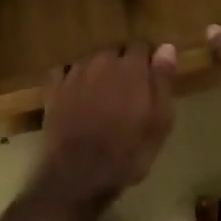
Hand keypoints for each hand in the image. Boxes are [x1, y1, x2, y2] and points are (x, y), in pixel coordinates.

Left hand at [34, 44, 178, 206]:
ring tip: (102, 96)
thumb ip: (163, 81)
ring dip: (98, 72)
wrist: (79, 174)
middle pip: (115, 52)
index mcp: (130, 67)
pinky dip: (70, 79)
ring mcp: (74, 73)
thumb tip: (167, 47)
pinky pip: (63, 73)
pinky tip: (74, 95)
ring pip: (90, 62)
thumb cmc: (128, 152)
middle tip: (127, 90)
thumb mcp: (159, 122)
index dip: (147, 59)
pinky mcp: (54, 89)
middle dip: (122, 65)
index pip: (141, 46)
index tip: (150, 75)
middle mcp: (101, 61)